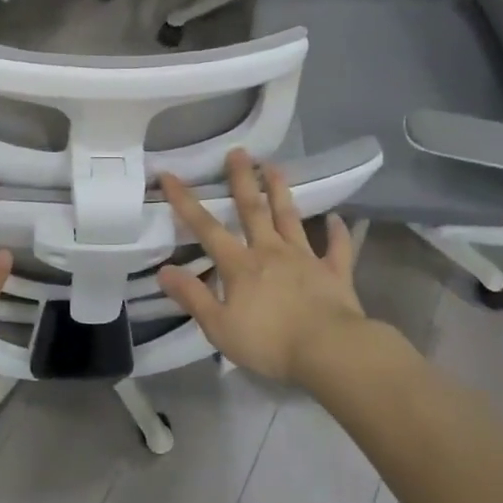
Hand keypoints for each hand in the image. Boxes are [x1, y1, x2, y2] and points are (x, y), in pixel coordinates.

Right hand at [157, 149, 366, 386]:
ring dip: (281, 192)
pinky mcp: (335, 273)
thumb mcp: (219, 327)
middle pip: (253, 209)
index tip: (170, 175)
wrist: (330, 351)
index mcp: (240, 265)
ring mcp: (305, 259)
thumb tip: (164, 270)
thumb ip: (193, 297)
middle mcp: (270, 252)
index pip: (206, 227)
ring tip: (274, 167)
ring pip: (290, 218)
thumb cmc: (270, 343)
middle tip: (238, 151)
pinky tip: (338, 220)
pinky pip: (337, 249)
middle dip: (242, 180)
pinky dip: (338, 233)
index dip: (185, 201)